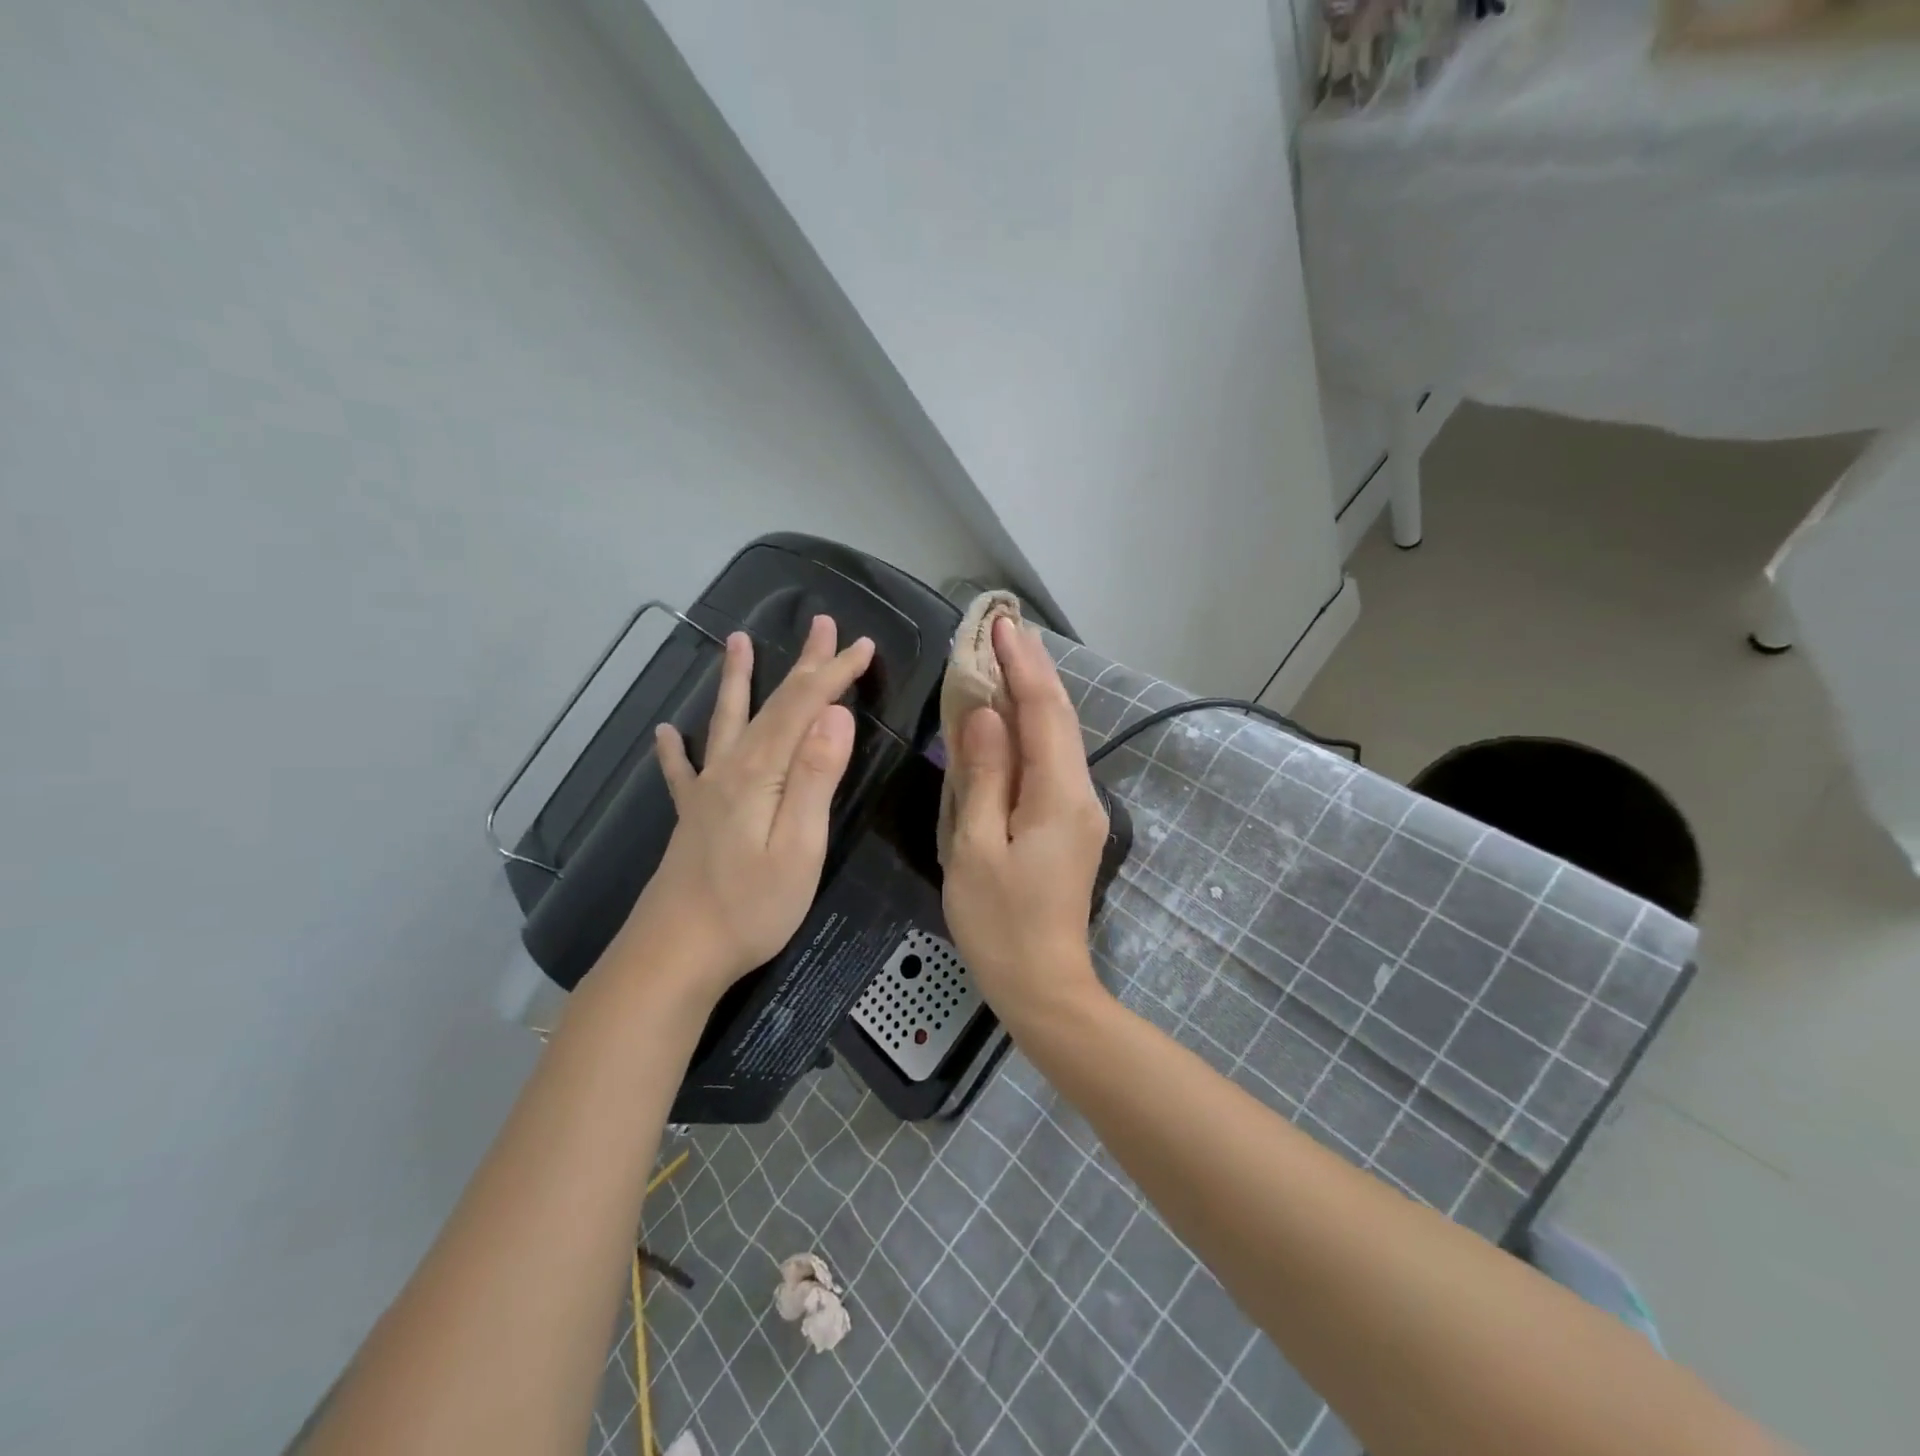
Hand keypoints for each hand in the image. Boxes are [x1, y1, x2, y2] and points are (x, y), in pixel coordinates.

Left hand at [614, 615, 873, 998]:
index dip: (834, 673)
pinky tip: (665, 732)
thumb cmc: (750, 907)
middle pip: (771, 704)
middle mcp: (731, 769)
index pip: (803, 707)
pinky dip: (675, 748)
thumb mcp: (799, 845)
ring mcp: (707, 793)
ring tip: (736, 641)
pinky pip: (683, 771)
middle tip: (822, 623)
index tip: (864, 646)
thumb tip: (835, 715)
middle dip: (802, 664)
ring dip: (737, 680)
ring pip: (726, 722)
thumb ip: (816, 777)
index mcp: (762, 773)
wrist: (674, 955)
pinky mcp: (693, 819)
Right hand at [942, 617, 1109, 1021]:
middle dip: (1033, 669)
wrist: (1044, 986)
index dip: (1022, 665)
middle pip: (1060, 717)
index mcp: (1059, 796)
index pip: (1043, 712)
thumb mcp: (976, 848)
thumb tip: (984, 716)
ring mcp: (1080, 810)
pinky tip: (1011, 718)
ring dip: (1034, 695)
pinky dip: (1032, 730)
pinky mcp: (1071, 825)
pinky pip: (1052, 763)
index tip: (1001, 625)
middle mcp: (1080, 794)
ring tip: (1007, 658)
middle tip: (1004, 628)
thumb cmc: (1000, 923)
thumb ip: (983, 776)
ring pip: (1059, 738)